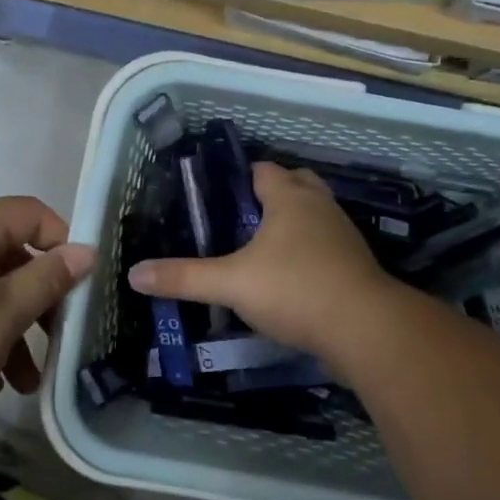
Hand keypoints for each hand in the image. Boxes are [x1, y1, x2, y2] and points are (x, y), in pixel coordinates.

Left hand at [0, 196, 93, 437]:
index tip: (81, 286)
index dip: (63, 242)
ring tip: (27, 382)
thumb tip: (86, 250)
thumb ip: (48, 280)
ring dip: (14, 331)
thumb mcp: (4, 314)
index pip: (32, 213)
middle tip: (59, 340)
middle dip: (41, 300)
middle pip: (12, 257)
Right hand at [127, 163, 400, 367]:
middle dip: (272, 194)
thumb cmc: (295, 289)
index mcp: (290, 197)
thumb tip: (134, 274)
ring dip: (293, 223)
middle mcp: (319, 206)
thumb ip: (184, 278)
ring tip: (261, 247)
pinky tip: (290, 276)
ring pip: (314, 215)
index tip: (217, 195)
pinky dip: (309, 251)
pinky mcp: (355, 265)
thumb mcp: (231, 283)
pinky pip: (327, 246)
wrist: (365, 328)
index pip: (264, 170)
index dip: (241, 178)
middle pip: (296, 184)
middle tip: (240, 218)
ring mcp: (343, 235)